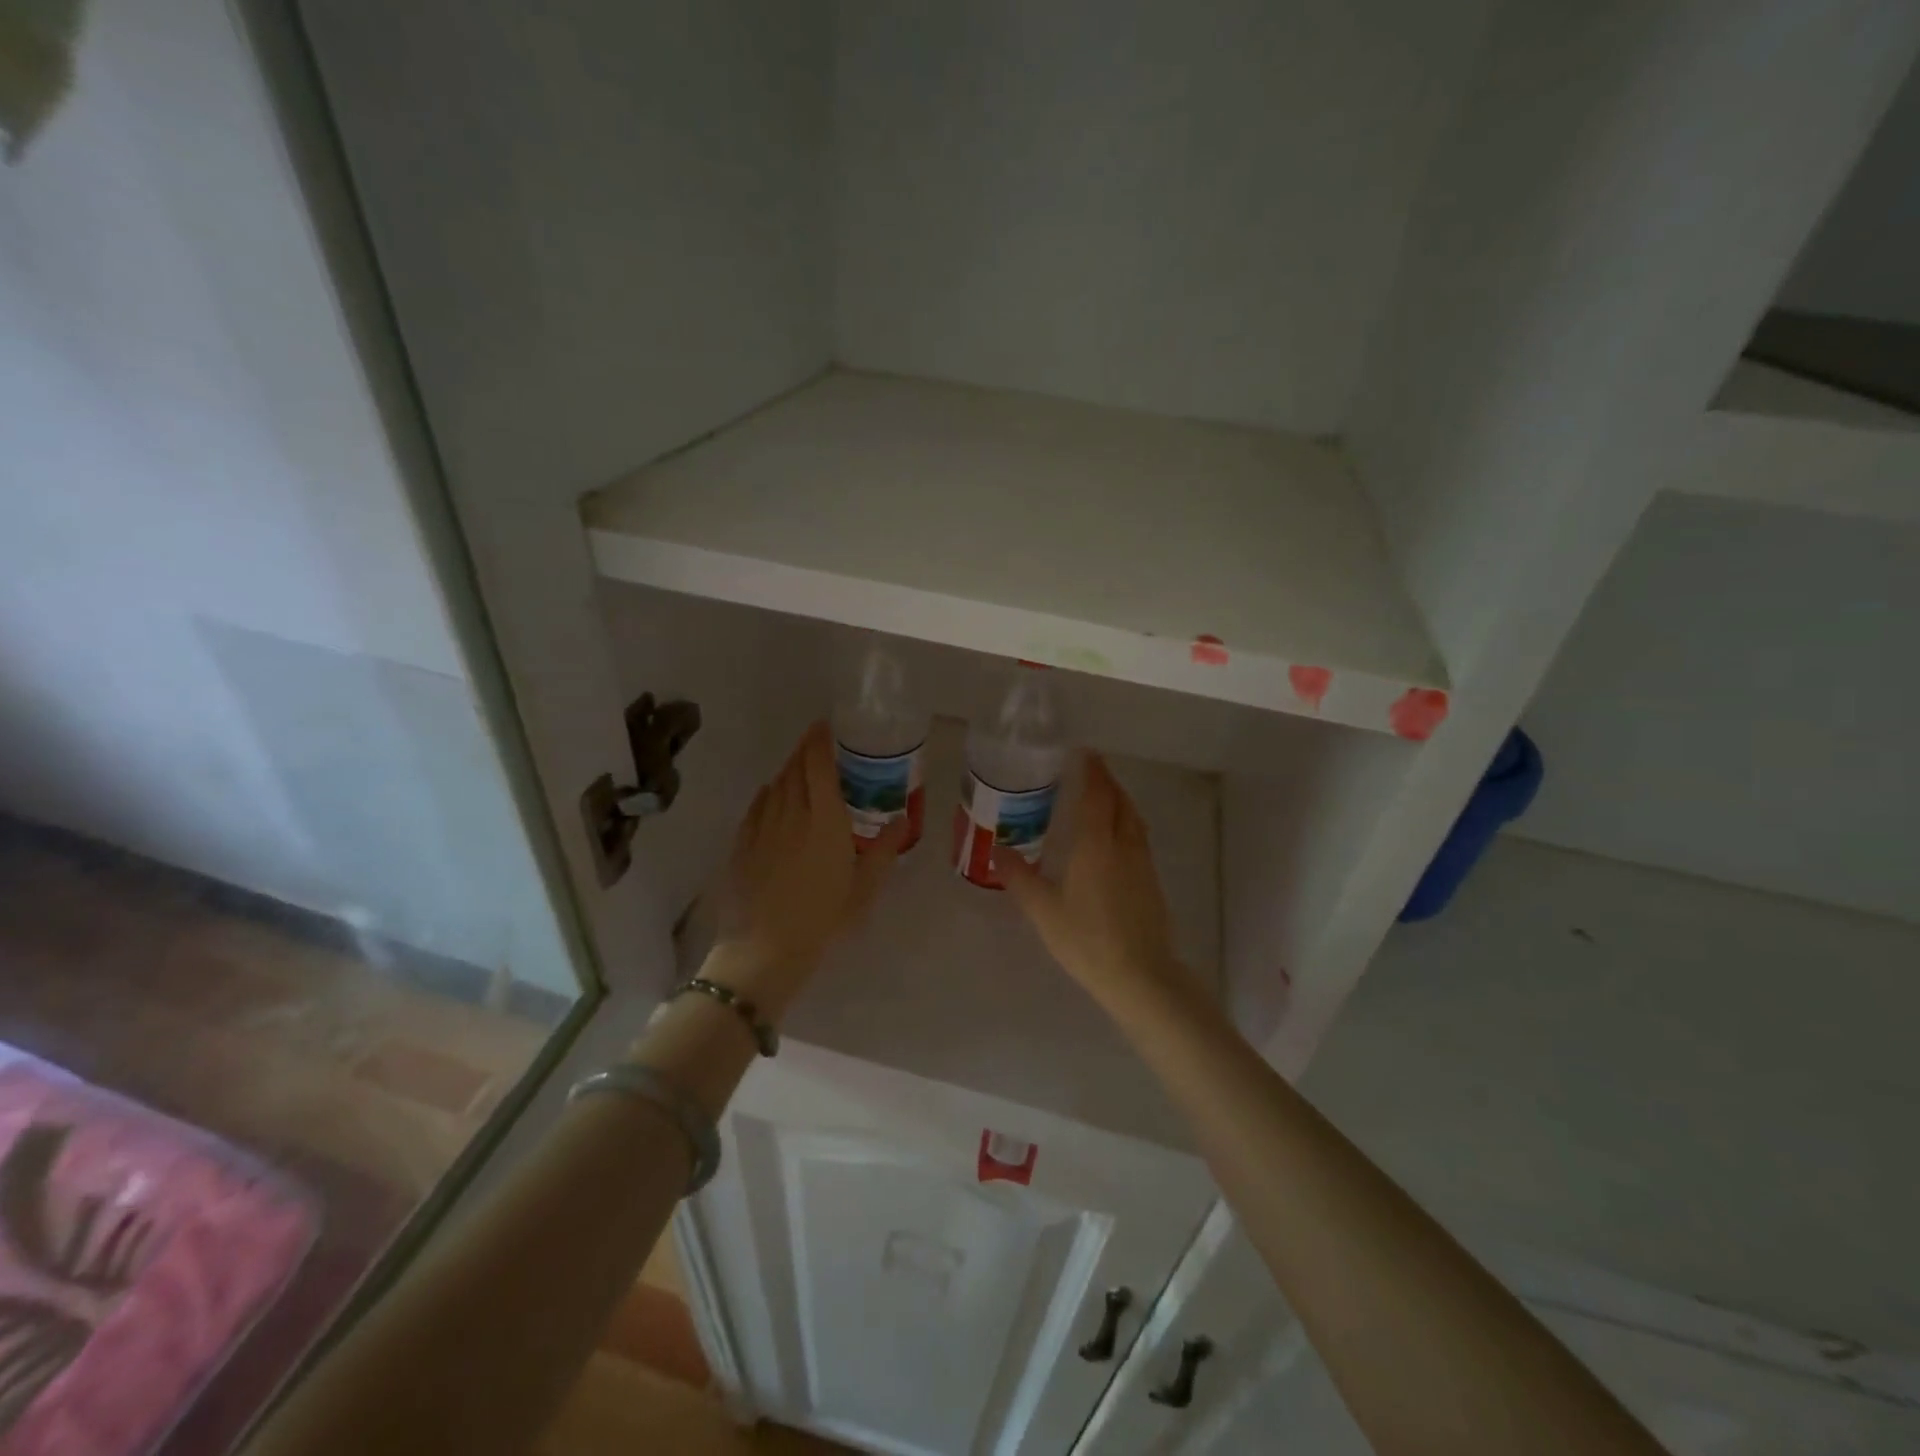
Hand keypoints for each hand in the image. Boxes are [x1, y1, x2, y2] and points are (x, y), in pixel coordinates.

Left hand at [712, 721, 906, 1014]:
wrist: (764, 950)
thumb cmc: (823, 919)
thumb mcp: (864, 888)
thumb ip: (883, 850)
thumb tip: (902, 818)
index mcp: (825, 820)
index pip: (819, 766)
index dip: (821, 741)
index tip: (827, 726)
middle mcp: (791, 814)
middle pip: (795, 769)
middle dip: (805, 749)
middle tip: (817, 741)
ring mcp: (762, 828)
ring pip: (775, 786)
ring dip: (788, 769)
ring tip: (800, 765)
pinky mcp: (742, 844)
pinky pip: (756, 807)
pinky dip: (768, 794)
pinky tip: (772, 795)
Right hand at [995, 753, 1191, 1008]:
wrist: (1140, 975)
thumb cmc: (1086, 940)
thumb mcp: (1044, 910)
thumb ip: (1020, 878)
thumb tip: (998, 850)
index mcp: (1096, 844)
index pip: (1097, 795)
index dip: (1092, 771)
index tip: (1083, 752)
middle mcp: (1123, 844)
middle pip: (1119, 800)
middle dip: (1106, 780)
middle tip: (1089, 770)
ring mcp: (1142, 862)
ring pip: (1133, 818)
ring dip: (1119, 800)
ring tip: (1102, 797)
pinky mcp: (1151, 881)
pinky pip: (1138, 836)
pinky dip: (1126, 822)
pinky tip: (1114, 838)